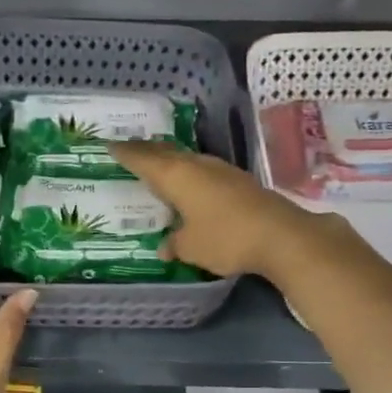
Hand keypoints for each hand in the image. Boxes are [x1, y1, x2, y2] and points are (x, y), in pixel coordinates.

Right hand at [109, 140, 329, 279]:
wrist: (281, 235)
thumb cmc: (225, 238)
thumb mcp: (192, 247)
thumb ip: (175, 244)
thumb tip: (164, 246)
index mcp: (176, 176)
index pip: (143, 159)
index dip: (126, 153)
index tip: (111, 145)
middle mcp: (196, 165)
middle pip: (166, 153)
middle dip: (147, 151)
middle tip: (131, 150)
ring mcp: (221, 170)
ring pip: (187, 159)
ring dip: (171, 160)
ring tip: (159, 164)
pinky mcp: (239, 180)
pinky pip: (204, 170)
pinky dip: (190, 172)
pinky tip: (192, 183)